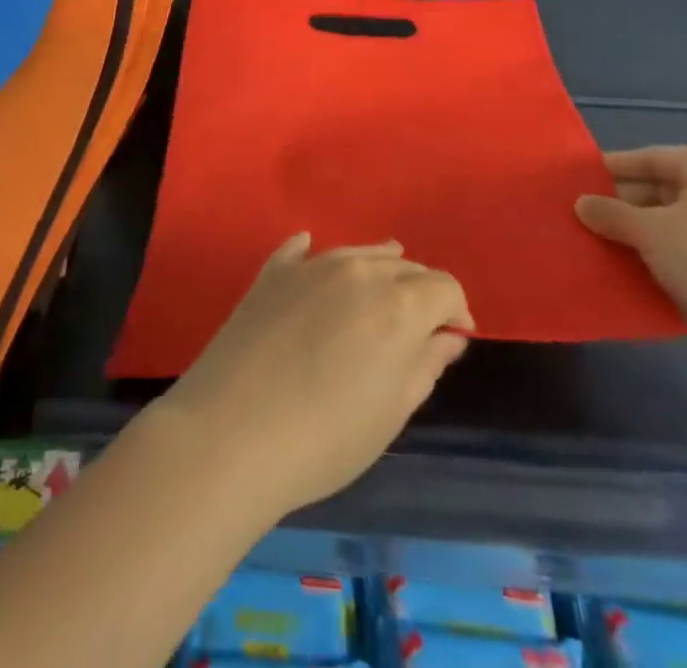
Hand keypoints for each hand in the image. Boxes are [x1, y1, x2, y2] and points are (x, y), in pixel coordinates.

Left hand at [148, 236, 473, 516]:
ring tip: (381, 287)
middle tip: (417, 326)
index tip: (452, 338)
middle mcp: (358, 269)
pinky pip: (301, 250)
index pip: (444, 286)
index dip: (455, 311)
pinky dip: (316, 254)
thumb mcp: (392, 410)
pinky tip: (312, 252)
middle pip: (404, 267)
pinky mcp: (271, 272)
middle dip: (420, 292)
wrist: (230, 432)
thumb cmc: (325, 437)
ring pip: (358, 253)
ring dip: (377, 268)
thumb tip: (447, 334)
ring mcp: (310, 265)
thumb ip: (425, 364)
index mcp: (398, 303)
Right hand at [574, 146, 686, 352]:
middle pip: (664, 189)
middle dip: (625, 204)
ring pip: (678, 221)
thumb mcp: (648, 232)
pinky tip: (639, 269)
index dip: (612, 169)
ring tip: (605, 244)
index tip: (579, 181)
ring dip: (643, 232)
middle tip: (587, 218)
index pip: (650, 158)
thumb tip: (581, 204)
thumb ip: (610, 214)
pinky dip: (667, 253)